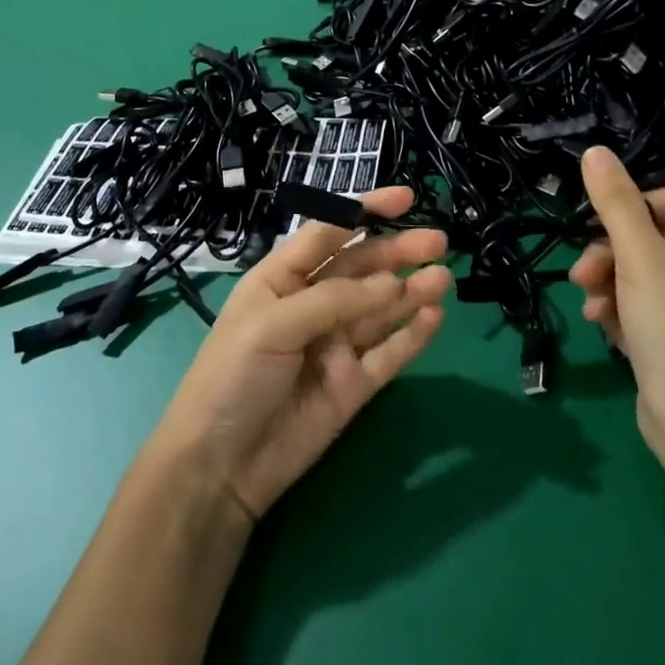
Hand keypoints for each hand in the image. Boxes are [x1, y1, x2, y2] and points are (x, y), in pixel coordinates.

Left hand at [143, 187, 450, 525]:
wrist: (220, 466)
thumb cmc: (233, 375)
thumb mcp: (273, 324)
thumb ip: (334, 300)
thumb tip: (393, 282)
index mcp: (282, 278)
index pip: (328, 233)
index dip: (364, 212)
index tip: (405, 198)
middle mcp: (312, 305)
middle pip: (362, 270)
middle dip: (397, 251)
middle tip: (438, 240)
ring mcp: (335, 346)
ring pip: (381, 309)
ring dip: (412, 290)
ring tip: (443, 275)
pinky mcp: (353, 385)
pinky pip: (388, 354)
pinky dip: (412, 335)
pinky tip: (434, 315)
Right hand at [571, 148, 664, 494]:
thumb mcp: (640, 259)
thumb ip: (614, 202)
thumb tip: (595, 151)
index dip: (632, 209)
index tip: (600, 231)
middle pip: (654, 235)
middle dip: (611, 254)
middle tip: (583, 274)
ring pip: (644, 270)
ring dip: (610, 283)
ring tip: (592, 306)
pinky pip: (649, 303)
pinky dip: (624, 309)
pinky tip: (607, 328)